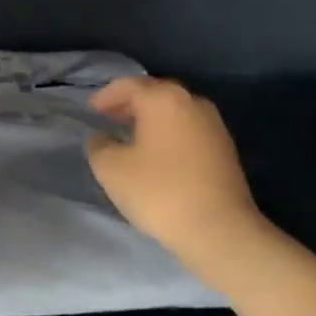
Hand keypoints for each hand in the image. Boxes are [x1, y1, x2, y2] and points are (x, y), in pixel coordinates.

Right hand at [87, 77, 262, 277]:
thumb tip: (103, 137)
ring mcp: (213, 124)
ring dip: (151, 119)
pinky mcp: (225, 148)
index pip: (128, 85)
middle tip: (109, 118)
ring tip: (132, 136)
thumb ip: (99, 145)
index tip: (91, 110)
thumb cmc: (160, 192)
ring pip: (174, 111)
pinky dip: (169, 133)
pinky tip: (158, 154)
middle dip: (130, 104)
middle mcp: (191, 102)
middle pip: (154, 93)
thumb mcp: (111, 169)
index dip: (106, 96)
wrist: (220, 229)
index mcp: (163, 99)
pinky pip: (188, 129)